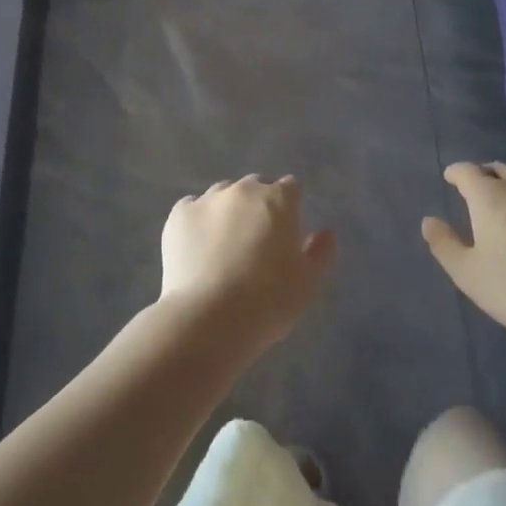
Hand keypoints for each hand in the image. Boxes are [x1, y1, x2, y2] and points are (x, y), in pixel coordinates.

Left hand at [160, 176, 335, 354]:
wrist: (209, 318)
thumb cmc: (269, 301)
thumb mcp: (308, 283)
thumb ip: (320, 253)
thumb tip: (327, 233)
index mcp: (278, 199)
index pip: (290, 189)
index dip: (290, 209)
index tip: (286, 235)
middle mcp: (243, 189)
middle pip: (255, 188)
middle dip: (257, 207)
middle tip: (255, 244)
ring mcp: (208, 199)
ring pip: (222, 196)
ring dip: (226, 212)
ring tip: (222, 248)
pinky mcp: (179, 215)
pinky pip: (191, 209)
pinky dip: (196, 222)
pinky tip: (196, 249)